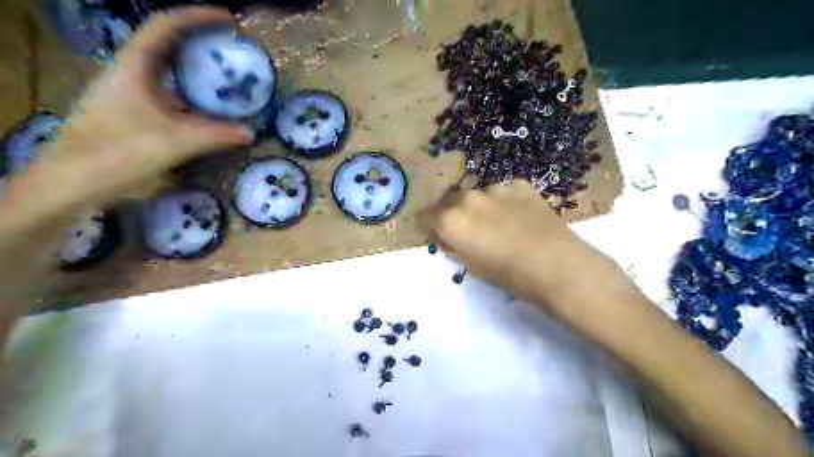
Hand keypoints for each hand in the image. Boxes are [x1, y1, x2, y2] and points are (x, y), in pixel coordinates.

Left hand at [37, 8, 252, 206]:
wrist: (72, 181)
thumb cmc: (119, 152)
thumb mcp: (175, 142)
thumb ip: (217, 135)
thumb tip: (251, 132)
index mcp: (134, 67)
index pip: (166, 26)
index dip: (198, 17)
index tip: (229, 20)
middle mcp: (129, 72)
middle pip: (166, 42)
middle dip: (199, 39)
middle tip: (231, 47)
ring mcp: (128, 91)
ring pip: (165, 67)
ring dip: (194, 64)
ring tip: (224, 72)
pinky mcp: (131, 110)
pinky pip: (166, 89)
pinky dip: (189, 90)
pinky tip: (206, 105)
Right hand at [416, 182, 624, 305]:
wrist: (555, 264)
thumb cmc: (507, 274)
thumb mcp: (470, 266)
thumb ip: (453, 246)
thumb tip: (448, 236)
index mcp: (450, 220)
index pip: (425, 215)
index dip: (429, 226)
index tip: (438, 235)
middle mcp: (468, 198)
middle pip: (450, 201)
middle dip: (453, 214)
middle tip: (469, 232)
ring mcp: (496, 188)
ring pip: (477, 195)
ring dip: (479, 207)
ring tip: (498, 225)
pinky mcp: (520, 185)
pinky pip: (503, 191)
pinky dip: (503, 202)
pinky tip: (518, 217)